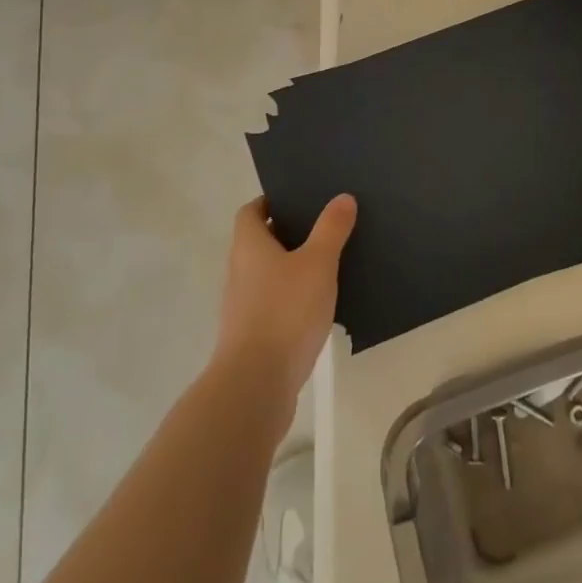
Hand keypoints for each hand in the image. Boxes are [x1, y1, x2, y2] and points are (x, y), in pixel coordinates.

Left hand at [213, 195, 355, 437]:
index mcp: (249, 246)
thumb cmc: (285, 311)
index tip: (298, 198)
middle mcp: (239, 271)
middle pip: (259, 242)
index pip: (250, 211)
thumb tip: (342, 197)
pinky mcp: (252, 336)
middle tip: (323, 226)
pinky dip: (292, 298)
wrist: (256, 384)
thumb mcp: (317, 263)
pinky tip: (319, 305)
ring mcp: (242, 306)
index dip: (270, 201)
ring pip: (267, 275)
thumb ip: (331, 229)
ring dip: (291, 268)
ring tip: (328, 263)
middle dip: (287, 233)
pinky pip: (273, 304)